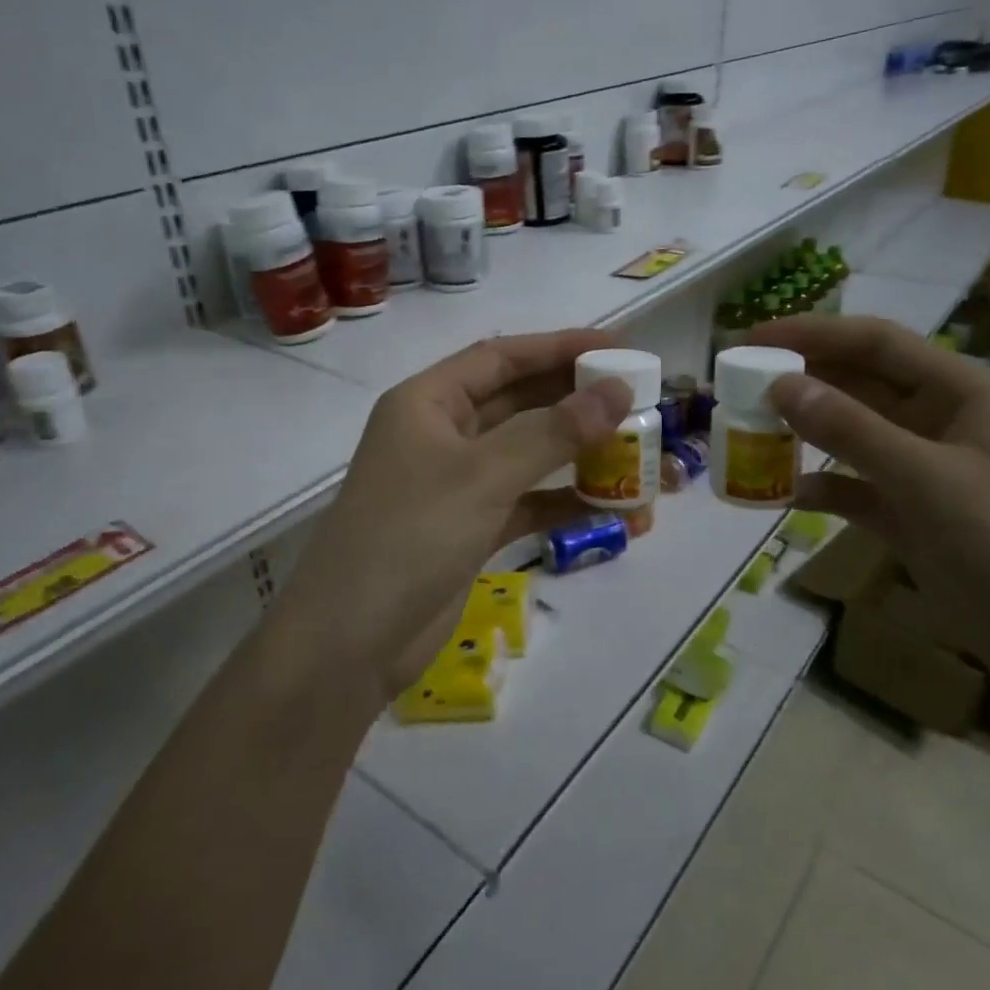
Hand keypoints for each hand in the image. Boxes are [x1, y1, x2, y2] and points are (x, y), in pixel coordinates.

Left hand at [269, 331, 631, 714]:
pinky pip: (527, 501)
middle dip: (577, 401)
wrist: (351, 642)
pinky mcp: (470, 527)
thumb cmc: (410, 535)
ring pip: (528, 454)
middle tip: (638, 401)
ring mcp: (456, 483)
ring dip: (579, 456)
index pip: (502, 357)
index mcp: (429, 401)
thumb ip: (552, 432)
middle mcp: (442, 433)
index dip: (560, 347)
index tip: (618, 347)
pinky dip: (564, 504)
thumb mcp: (483, 475)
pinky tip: (611, 511)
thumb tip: (617, 392)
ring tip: (637, 458)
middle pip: (520, 402)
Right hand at [746, 316, 989, 705]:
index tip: (750, 340)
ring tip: (748, 432)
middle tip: (737, 386)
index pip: (875, 342)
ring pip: (852, 435)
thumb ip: (852, 431)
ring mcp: (926, 470)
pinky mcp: (913, 516)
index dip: (811, 334)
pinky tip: (784, 493)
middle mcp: (940, 421)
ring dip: (804, 433)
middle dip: (800, 381)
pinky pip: (855, 487)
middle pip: (859, 383)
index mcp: (960, 392)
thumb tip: (781, 385)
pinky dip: (822, 486)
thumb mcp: (930, 482)